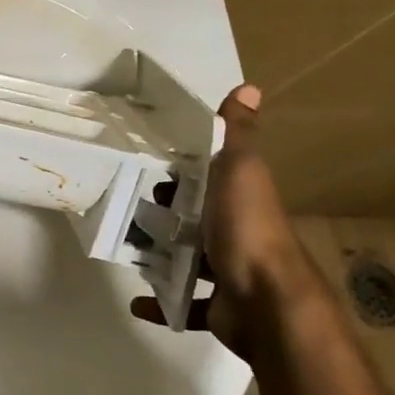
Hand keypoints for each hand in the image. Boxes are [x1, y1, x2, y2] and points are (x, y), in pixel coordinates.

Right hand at [133, 84, 316, 347]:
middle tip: (127, 209)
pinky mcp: (218, 308)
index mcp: (241, 200)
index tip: (147, 169)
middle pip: (196, 220)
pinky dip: (161, 304)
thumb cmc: (248, 228)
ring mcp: (229, 274)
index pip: (209, 180)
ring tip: (126, 248)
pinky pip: (184, 305)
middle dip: (165, 216)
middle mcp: (238, 233)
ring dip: (160, 256)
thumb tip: (249, 87)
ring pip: (188, 261)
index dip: (182, 173)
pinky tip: (138, 301)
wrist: (267, 301)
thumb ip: (238, 134)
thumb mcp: (241, 170)